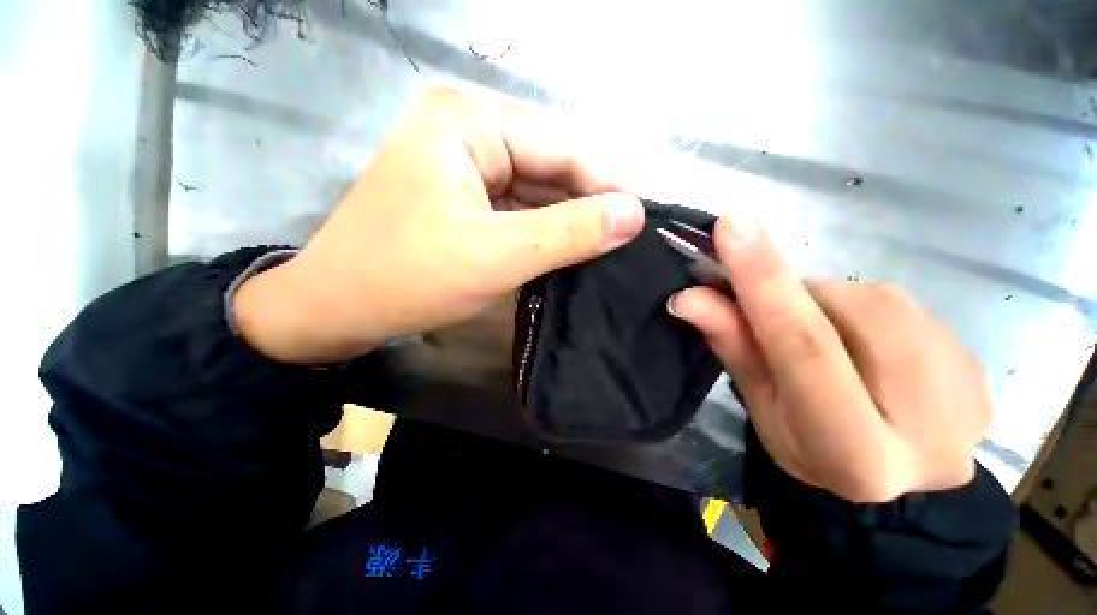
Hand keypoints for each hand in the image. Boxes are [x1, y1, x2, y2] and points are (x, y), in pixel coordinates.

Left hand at [234, 87, 643, 363]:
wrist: (334, 309)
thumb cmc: (408, 278)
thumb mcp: (497, 255)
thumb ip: (569, 232)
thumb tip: (633, 215)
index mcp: (470, 124)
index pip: (562, 148)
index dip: (606, 186)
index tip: (641, 222)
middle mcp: (466, 132)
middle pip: (547, 167)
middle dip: (585, 206)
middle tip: (624, 242)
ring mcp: (461, 166)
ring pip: (533, 191)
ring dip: (565, 221)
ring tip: (603, 249)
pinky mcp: (459, 197)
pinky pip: (514, 208)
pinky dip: (539, 230)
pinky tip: (563, 251)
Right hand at [669, 215, 991, 502]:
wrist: (902, 484)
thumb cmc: (811, 448)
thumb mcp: (760, 405)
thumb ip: (733, 346)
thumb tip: (688, 296)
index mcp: (854, 451)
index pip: (803, 345)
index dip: (763, 282)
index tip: (731, 225)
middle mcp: (925, 420)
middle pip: (842, 310)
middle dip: (799, 300)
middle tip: (782, 322)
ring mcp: (965, 386)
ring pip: (873, 298)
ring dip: (832, 307)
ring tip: (831, 342)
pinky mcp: (977, 363)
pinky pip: (904, 306)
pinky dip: (867, 313)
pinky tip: (872, 349)